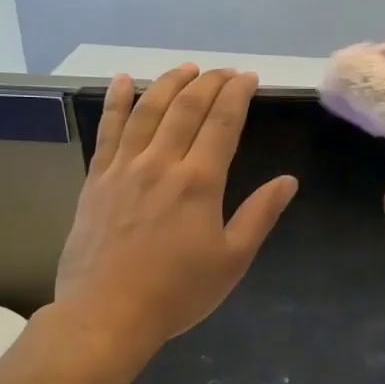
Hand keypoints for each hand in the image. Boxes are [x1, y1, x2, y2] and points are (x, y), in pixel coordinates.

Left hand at [51, 66, 296, 350]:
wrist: (107, 315)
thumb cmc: (178, 292)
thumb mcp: (232, 260)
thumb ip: (260, 215)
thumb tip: (287, 181)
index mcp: (199, 182)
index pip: (222, 122)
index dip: (237, 94)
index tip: (248, 78)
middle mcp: (161, 163)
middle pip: (186, 107)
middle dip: (209, 82)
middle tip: (225, 71)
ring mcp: (124, 168)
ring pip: (147, 110)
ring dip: (169, 83)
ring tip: (186, 68)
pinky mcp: (97, 179)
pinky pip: (107, 130)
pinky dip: (115, 101)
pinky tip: (122, 80)